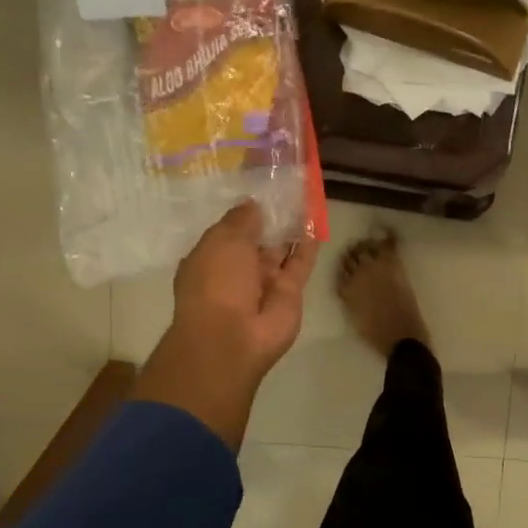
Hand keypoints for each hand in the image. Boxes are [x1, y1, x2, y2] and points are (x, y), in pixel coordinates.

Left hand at [133, 202, 317, 449]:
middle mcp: (237, 271)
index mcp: (211, 259)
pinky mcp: (289, 293)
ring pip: (280, 250)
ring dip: (291, 229)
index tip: (260, 190)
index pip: (229, 232)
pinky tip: (316, 222)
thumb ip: (241, 220)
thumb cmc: (216, 283)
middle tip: (288, 189)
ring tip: (305, 199)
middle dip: (270, 218)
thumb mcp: (222, 241)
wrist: (233, 337)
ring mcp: (264, 284)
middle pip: (257, 240)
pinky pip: (299, 264)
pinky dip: (307, 245)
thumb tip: (253, 205)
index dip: (244, 213)